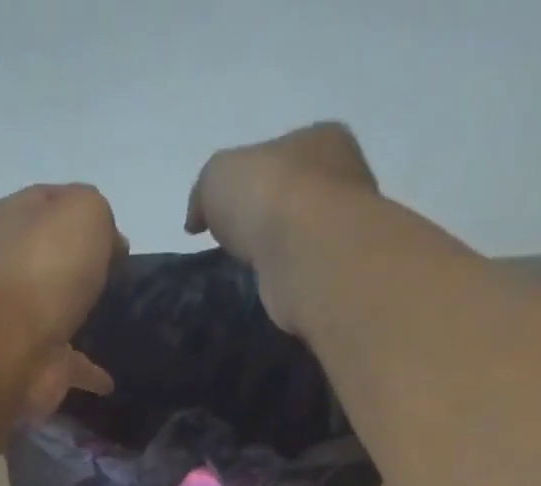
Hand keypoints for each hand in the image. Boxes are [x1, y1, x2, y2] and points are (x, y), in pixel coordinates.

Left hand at [0, 183, 123, 412]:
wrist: (14, 345)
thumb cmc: (46, 265)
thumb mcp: (85, 211)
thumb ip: (99, 215)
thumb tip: (108, 247)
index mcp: (13, 220)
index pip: (49, 203)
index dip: (83, 211)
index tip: (116, 234)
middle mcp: (11, 269)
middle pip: (51, 260)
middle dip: (79, 266)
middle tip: (115, 275)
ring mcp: (21, 321)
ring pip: (57, 314)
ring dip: (79, 318)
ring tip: (113, 321)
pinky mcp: (36, 365)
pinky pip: (70, 366)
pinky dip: (88, 373)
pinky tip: (109, 381)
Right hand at [185, 122, 377, 332]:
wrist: (307, 255)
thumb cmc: (268, 197)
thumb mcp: (217, 176)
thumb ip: (204, 193)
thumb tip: (197, 220)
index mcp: (319, 139)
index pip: (282, 154)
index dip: (252, 180)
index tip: (229, 210)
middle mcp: (342, 179)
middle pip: (295, 196)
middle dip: (268, 218)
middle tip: (237, 245)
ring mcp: (343, 230)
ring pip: (301, 238)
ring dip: (278, 253)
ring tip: (248, 273)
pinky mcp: (335, 276)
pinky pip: (304, 274)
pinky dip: (286, 282)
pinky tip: (267, 290)